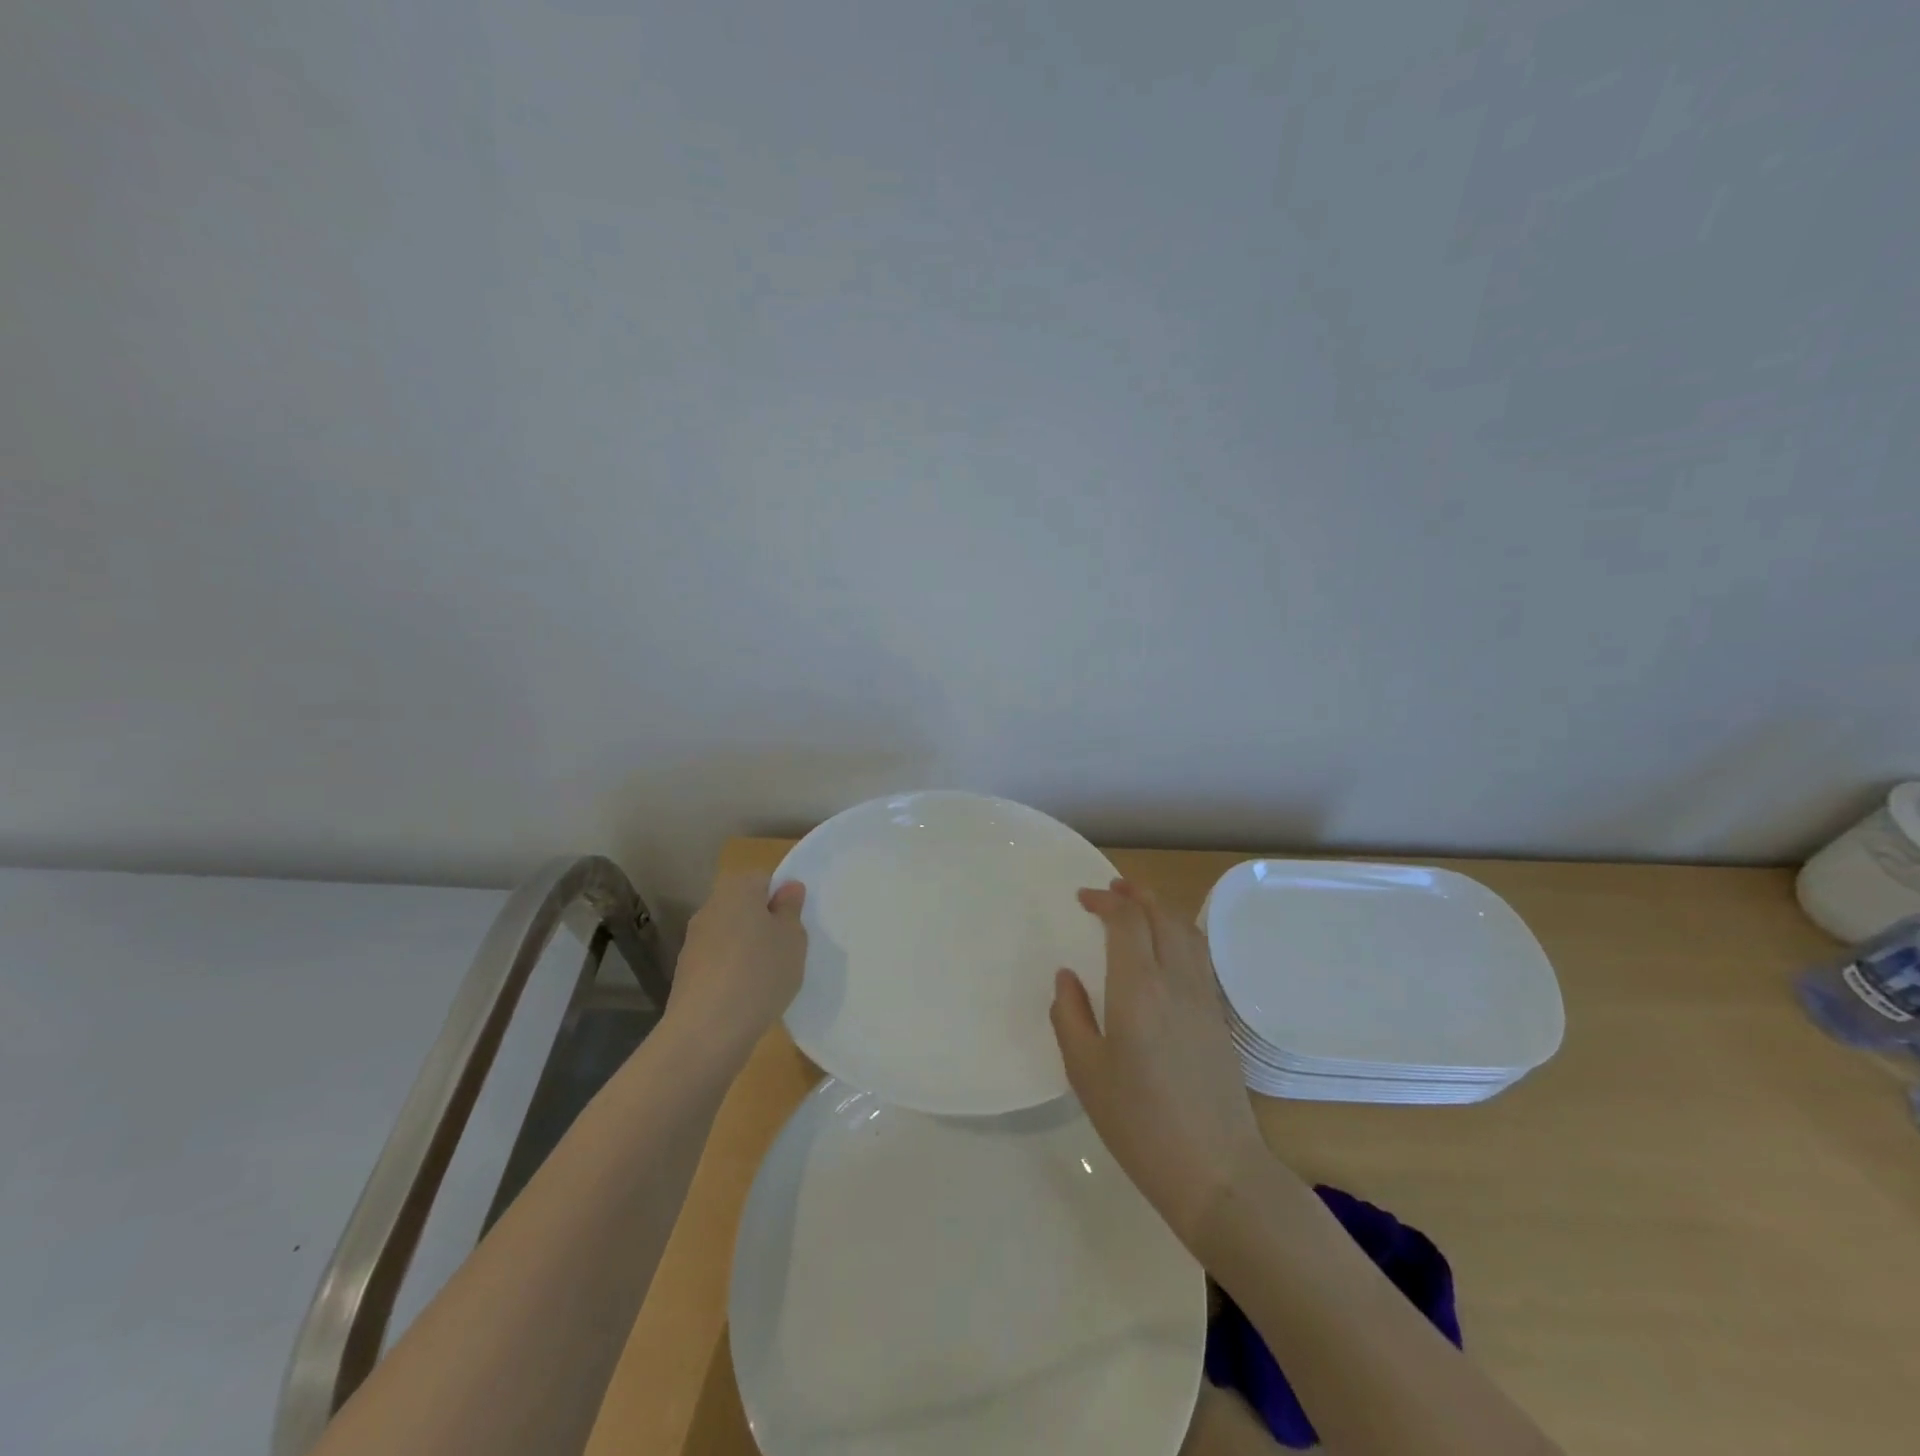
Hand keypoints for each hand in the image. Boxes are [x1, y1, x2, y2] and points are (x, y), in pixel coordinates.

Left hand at [663, 872, 806, 1060]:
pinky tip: (744, 996)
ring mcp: (693, 941)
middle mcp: (710, 907)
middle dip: (763, 924)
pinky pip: (717, 962)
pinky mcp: (685, 973)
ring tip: (767, 978)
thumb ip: (791, 909)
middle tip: (785, 951)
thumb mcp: (793, 938)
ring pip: (730, 935)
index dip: (782, 899)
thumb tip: (788, 887)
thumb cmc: (761, 972)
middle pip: (744, 906)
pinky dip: (731, 972)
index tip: (794, 926)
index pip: (764, 879)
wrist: (707, 1029)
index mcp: (737, 890)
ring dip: (746, 949)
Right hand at [1050, 879, 1270, 1251]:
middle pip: (1162, 915)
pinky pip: (1198, 955)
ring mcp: (1203, 998)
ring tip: (1138, 906)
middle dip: (1136, 894)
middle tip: (1112, 889)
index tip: (1083, 898)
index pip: (1127, 921)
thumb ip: (1070, 1016)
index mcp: (1138, 989)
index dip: (1105, 901)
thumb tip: (1068, 977)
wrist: (1217, 1171)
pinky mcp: (1219, 1018)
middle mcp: (1175, 981)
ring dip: (1160, 909)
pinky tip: (1165, 949)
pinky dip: (1178, 933)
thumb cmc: (1140, 1123)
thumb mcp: (1086, 1073)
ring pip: (1186, 931)